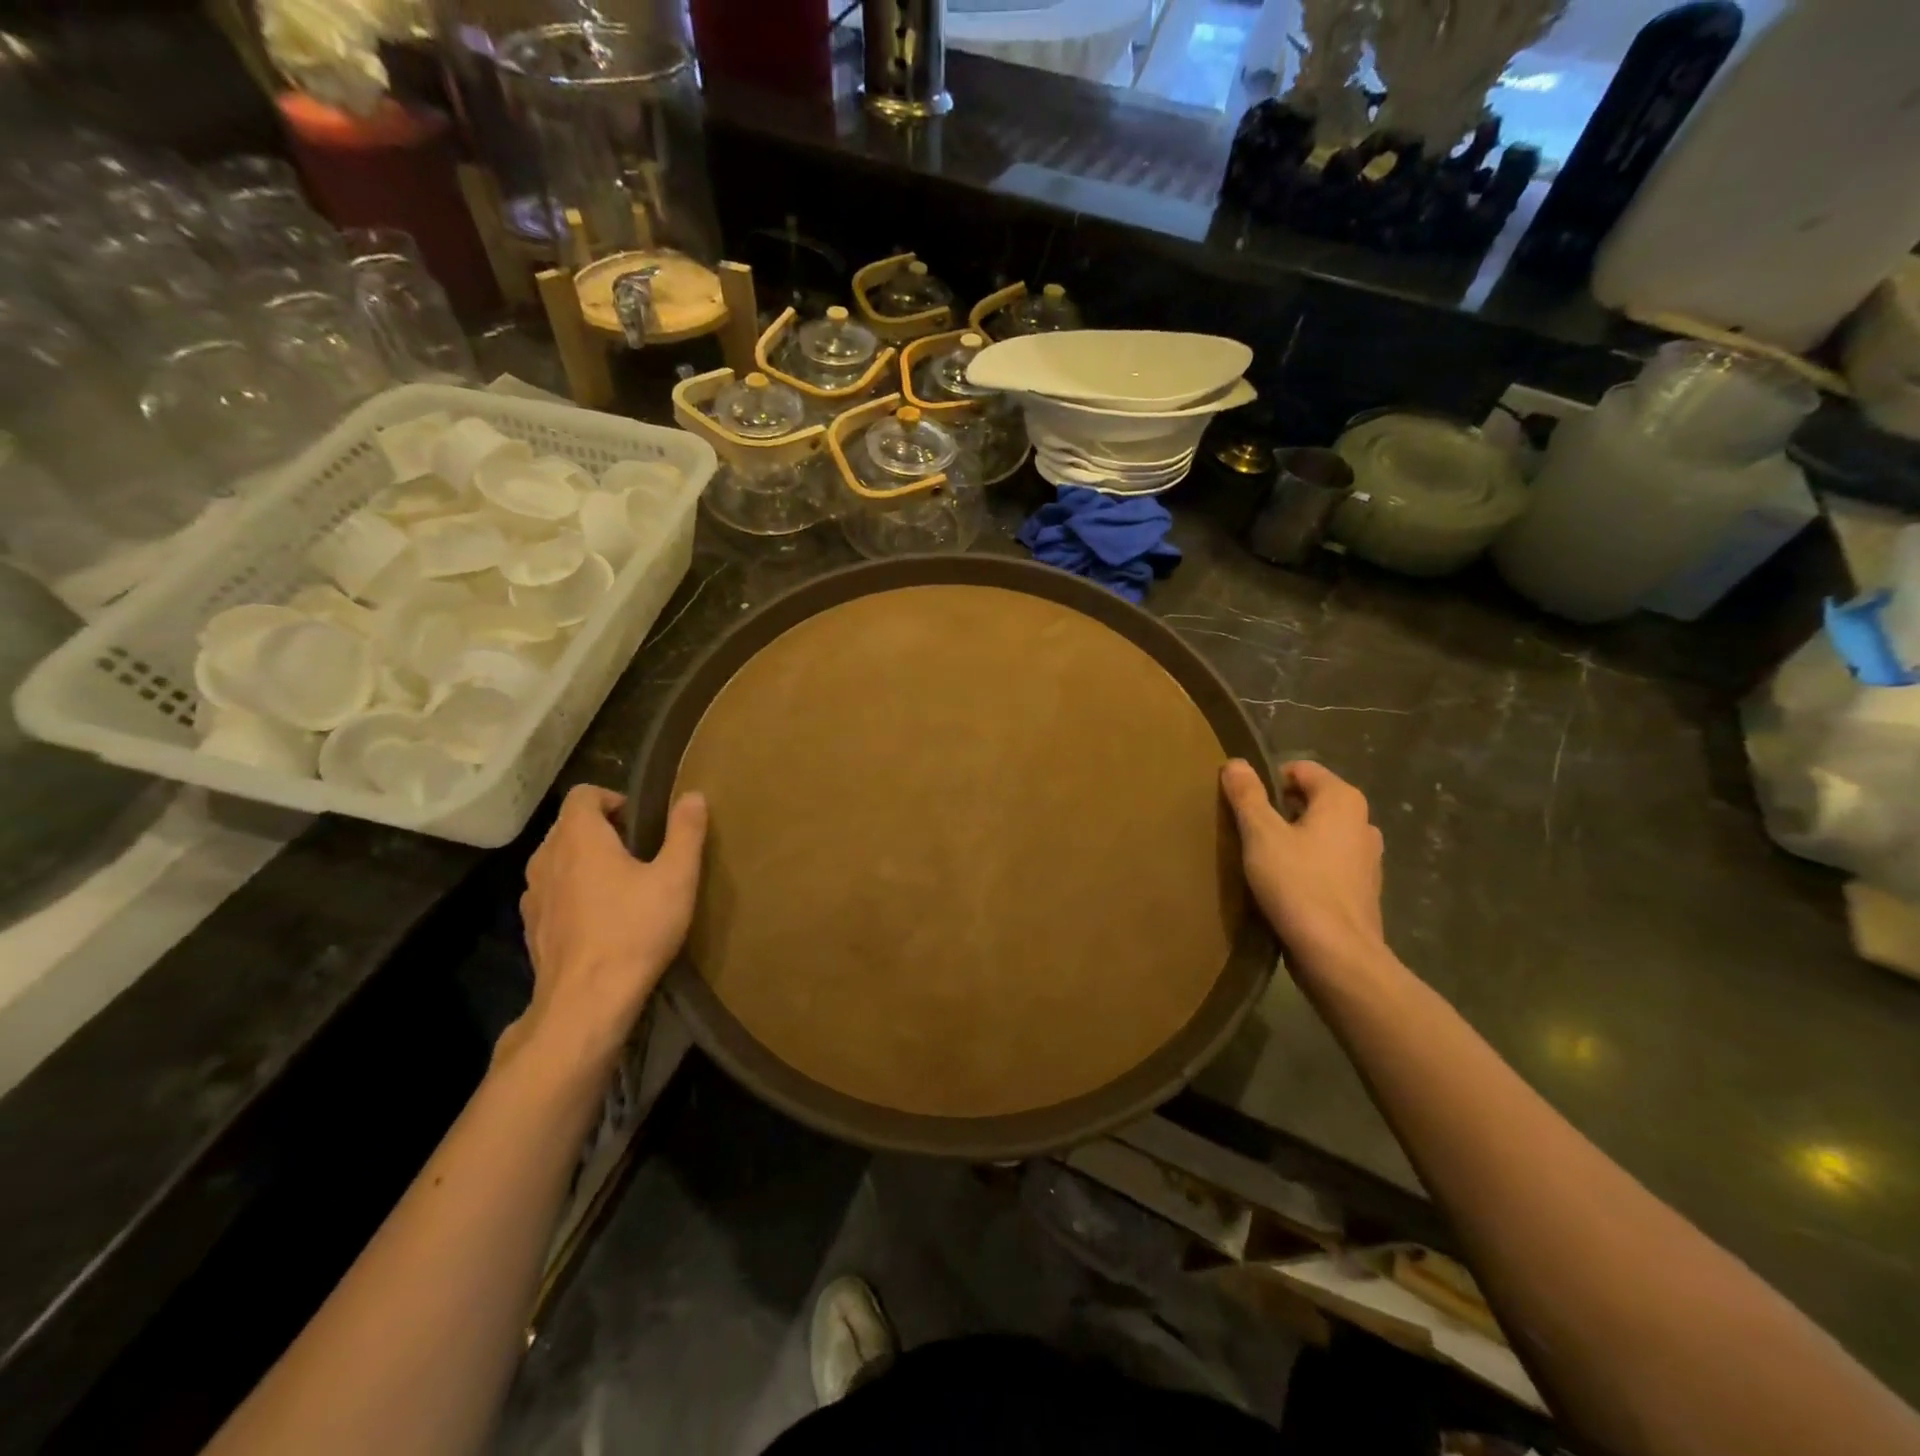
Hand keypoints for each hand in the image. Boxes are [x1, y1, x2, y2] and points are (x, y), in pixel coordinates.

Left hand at [511, 784, 708, 1072]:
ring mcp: (533, 894)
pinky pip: (552, 891)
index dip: (612, 798)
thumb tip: (693, 795)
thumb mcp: (676, 877)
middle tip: (639, 850)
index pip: (584, 794)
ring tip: (620, 882)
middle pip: (568, 825)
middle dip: (601, 828)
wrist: (586, 1001)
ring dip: (584, 860)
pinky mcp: (532, 926)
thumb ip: (685, 832)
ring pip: (557, 859)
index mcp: (578, 837)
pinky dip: (572, 891)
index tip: (641, 821)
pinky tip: (600, 916)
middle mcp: (546, 857)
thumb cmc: (635, 930)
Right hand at [1220, 758, 1385, 969]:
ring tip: (1265, 861)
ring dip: (1294, 840)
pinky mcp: (1364, 889)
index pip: (1301, 769)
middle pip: (1311, 801)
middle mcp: (1363, 822)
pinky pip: (1329, 863)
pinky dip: (1308, 866)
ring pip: (1320, 834)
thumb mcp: (1261, 834)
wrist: (1337, 954)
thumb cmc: (1298, 884)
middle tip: (1249, 833)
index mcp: (1342, 800)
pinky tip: (1287, 887)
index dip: (1268, 781)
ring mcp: (1368, 858)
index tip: (1244, 806)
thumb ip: (1247, 795)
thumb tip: (1235, 763)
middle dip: (1279, 811)